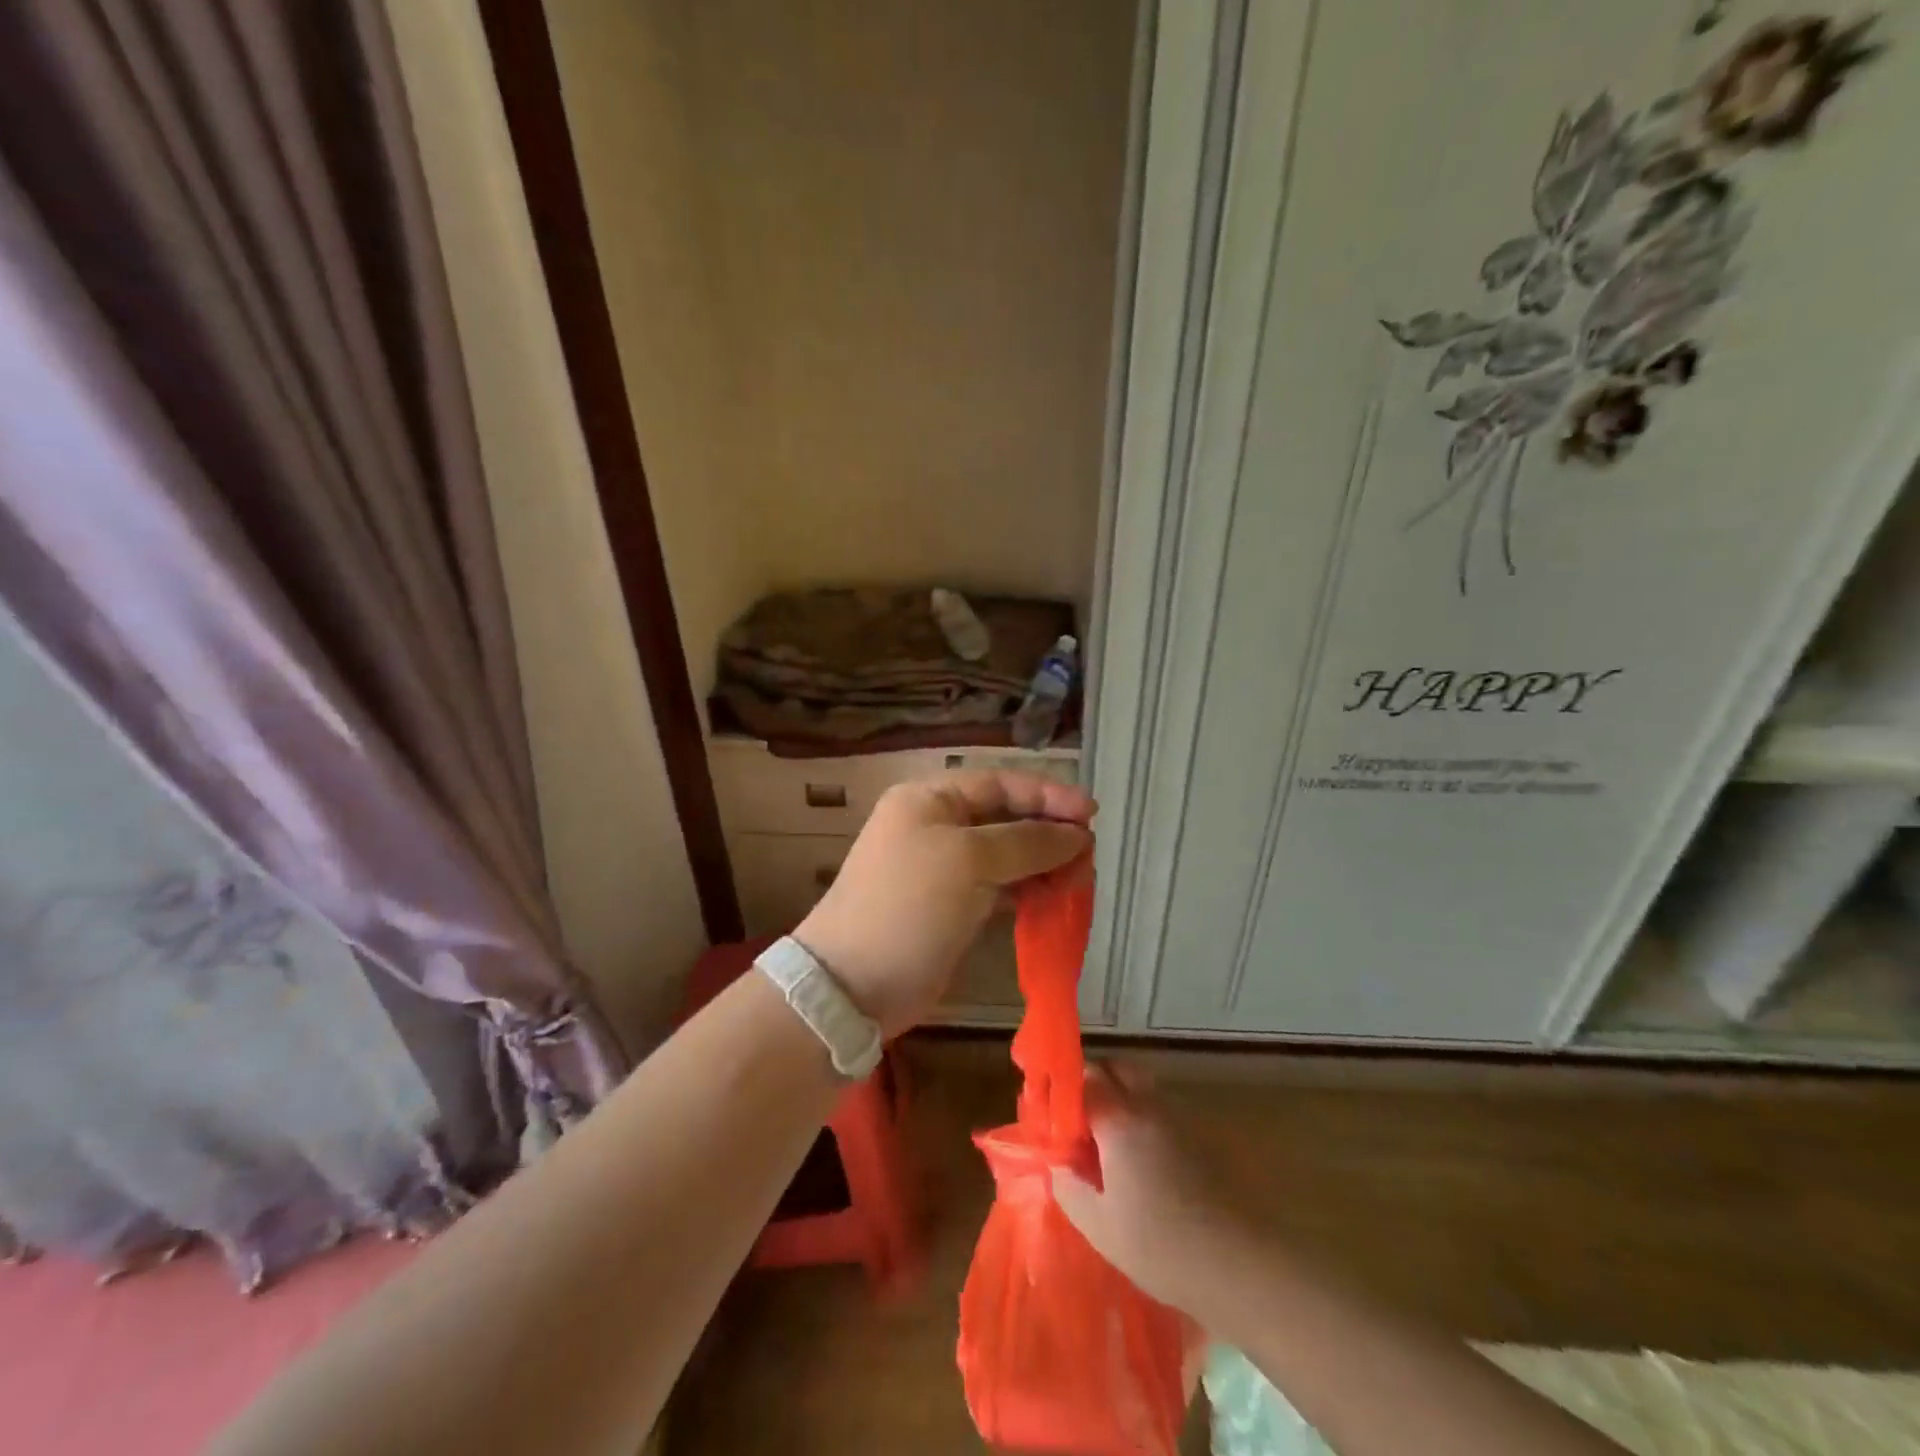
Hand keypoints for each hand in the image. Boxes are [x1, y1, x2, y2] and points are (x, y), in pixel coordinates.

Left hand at [794, 770, 1094, 1036]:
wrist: (852, 985)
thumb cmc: (908, 906)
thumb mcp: (967, 860)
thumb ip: (1026, 841)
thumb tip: (1076, 834)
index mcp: (930, 800)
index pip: (999, 783)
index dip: (1047, 795)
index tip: (1091, 814)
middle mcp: (935, 826)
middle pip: (1005, 818)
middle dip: (1048, 832)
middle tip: (1088, 855)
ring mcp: (942, 869)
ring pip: (1006, 855)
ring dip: (1042, 863)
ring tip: (1078, 880)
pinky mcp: (951, 908)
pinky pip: (999, 888)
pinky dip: (1027, 890)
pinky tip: (1052, 899)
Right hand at [1051, 1066, 1252, 1313]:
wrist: (1240, 1264)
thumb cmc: (1162, 1246)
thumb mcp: (1100, 1227)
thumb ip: (1070, 1188)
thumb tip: (1058, 1164)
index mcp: (1120, 1119)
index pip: (1084, 1077)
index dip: (1064, 1092)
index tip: (1054, 1118)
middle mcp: (1149, 1106)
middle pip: (1117, 1068)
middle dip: (1094, 1084)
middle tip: (1080, 1123)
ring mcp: (1179, 1118)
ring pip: (1142, 1086)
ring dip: (1121, 1099)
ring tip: (1109, 1142)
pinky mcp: (1200, 1137)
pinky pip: (1162, 1110)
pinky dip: (1144, 1118)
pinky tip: (1141, 1160)